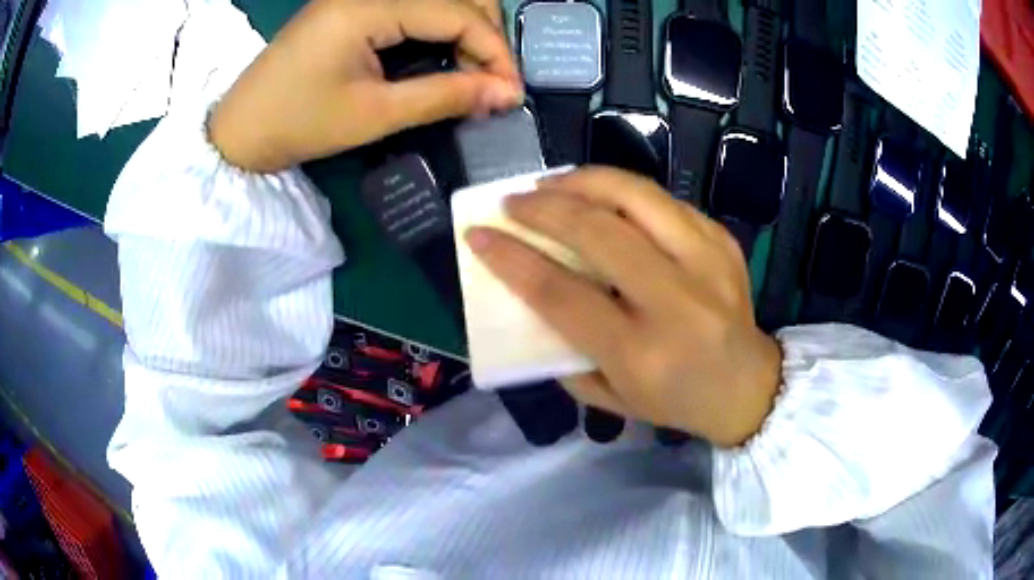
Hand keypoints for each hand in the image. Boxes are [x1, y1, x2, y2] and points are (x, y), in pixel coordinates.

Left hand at [210, 0, 521, 171]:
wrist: (239, 131)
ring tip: (475, 75)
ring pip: (438, 0)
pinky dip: (439, 30)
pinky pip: (414, 8)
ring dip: (466, 32)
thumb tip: (507, 94)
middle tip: (494, 84)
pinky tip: (446, 58)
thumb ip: (444, 96)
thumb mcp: (374, 115)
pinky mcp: (354, 7)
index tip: (513, 92)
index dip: (495, 51)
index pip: (457, 13)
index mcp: (369, 5)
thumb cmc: (297, 124)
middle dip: (485, 37)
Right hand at [465, 167, 782, 447]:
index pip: (561, 293)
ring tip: (551, 185)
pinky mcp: (722, 241)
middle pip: (598, 231)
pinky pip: (663, 200)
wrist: (749, 387)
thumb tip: (530, 295)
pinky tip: (600, 198)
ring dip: (583, 182)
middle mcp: (677, 301)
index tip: (478, 235)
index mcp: (641, 352)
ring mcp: (707, 262)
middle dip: (543, 208)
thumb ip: (564, 353)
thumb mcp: (611, 399)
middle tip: (514, 202)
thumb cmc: (676, 401)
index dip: (512, 258)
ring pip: (636, 196)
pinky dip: (622, 191)